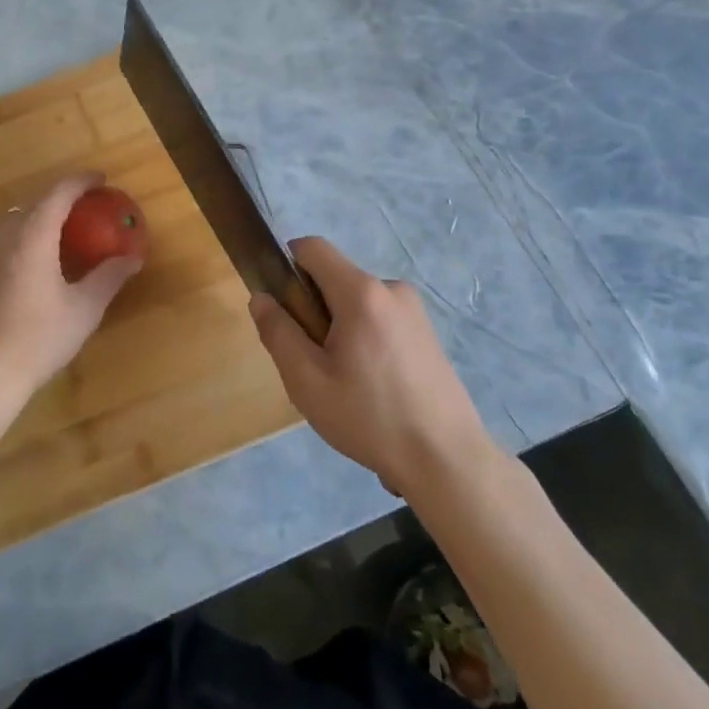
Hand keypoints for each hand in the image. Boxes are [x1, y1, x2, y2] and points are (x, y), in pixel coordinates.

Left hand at [0, 173, 142, 409]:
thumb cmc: (39, 339)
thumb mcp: (84, 309)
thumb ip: (109, 278)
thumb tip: (133, 258)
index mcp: (33, 238)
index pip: (58, 194)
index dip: (80, 181)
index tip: (101, 179)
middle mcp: (6, 239)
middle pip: (33, 202)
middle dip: (61, 196)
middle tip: (87, 204)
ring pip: (15, 221)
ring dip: (41, 215)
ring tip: (66, 229)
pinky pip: (6, 241)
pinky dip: (27, 236)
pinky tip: (40, 262)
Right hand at [249, 237, 501, 496]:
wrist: (446, 459)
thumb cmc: (369, 418)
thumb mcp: (307, 381)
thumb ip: (278, 333)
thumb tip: (261, 298)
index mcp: (361, 293)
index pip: (313, 248)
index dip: (286, 264)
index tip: (281, 306)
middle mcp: (391, 289)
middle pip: (334, 278)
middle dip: (313, 308)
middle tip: (312, 362)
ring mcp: (414, 310)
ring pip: (356, 302)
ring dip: (339, 327)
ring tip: (343, 382)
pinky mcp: (427, 332)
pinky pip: (379, 318)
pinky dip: (363, 339)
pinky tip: (371, 385)